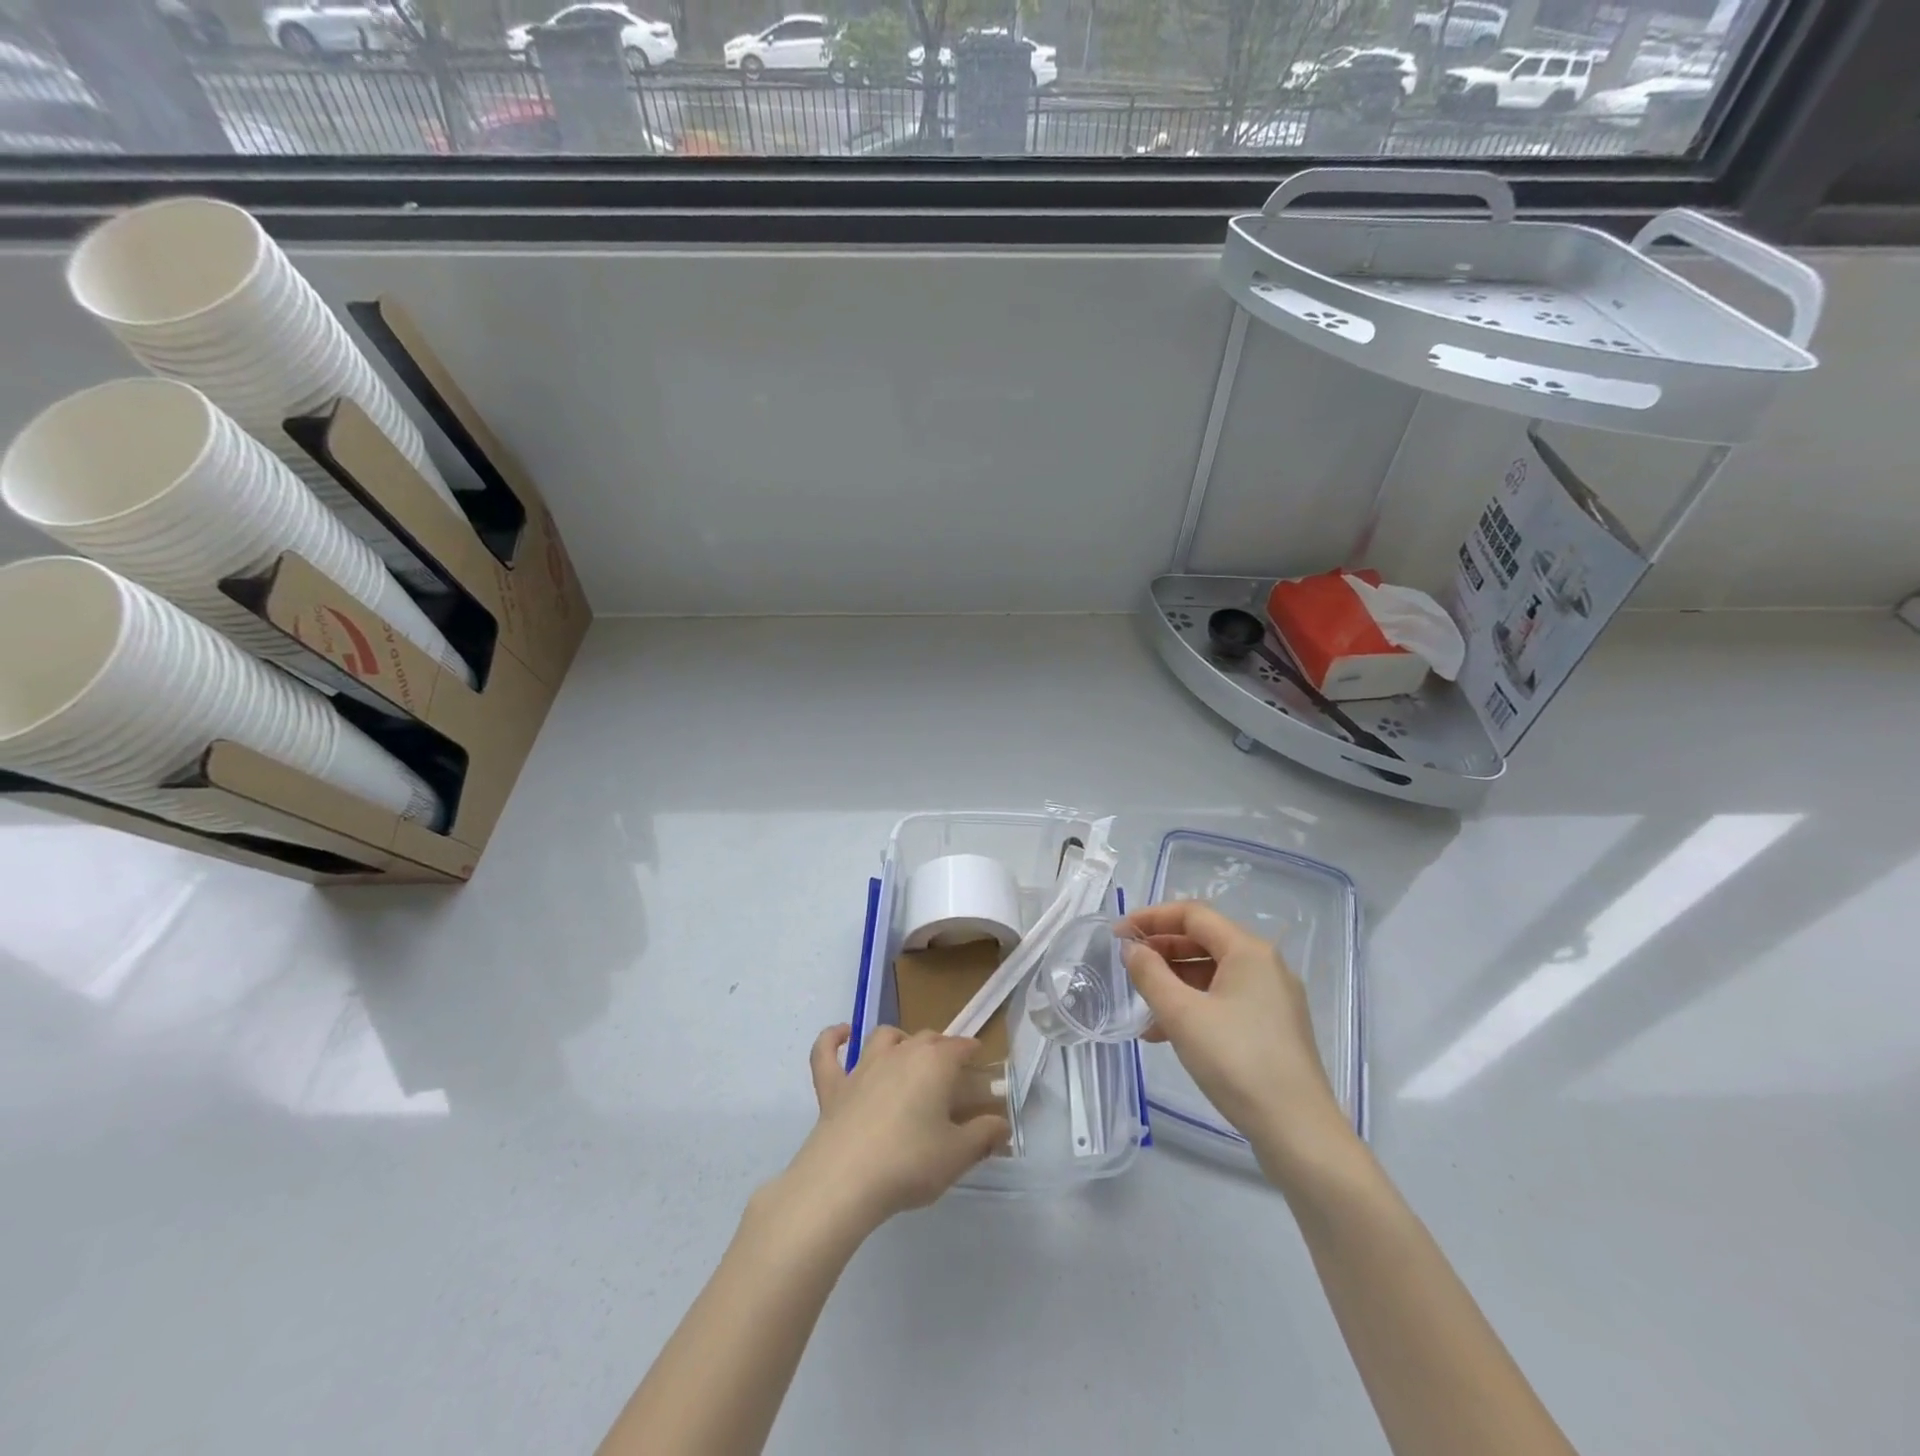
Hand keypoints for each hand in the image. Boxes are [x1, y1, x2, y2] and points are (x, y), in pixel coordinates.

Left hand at [779, 1025, 1008, 1236]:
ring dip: (899, 1039)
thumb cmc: (909, 1163)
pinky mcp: (832, 1085)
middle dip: (941, 1048)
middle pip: (926, 1039)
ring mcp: (863, 1066)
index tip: (979, 1062)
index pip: (960, 1047)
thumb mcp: (957, 1155)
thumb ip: (983, 1136)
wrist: (845, 1180)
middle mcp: (900, 1053)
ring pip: (884, 1037)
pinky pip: (827, 1051)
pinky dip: (833, 1039)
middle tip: (950, 1072)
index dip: (972, 1052)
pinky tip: (842, 1033)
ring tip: (907, 1053)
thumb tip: (1002, 1124)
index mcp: (934, 1063)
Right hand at [1120, 900, 1353, 1174]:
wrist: (1299, 1132)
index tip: (1118, 935)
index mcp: (1248, 951)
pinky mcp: (1275, 1027)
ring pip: (1214, 974)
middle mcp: (1266, 966)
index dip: (1151, 918)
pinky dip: (1194, 1006)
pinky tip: (1167, 1034)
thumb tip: (1132, 950)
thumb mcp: (1182, 1015)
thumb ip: (1150, 974)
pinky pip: (1226, 1000)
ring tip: (1142, 1008)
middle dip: (1161, 950)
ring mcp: (1274, 998)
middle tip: (1127, 966)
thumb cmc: (1237, 1062)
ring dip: (1174, 983)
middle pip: (1204, 941)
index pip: (1192, 915)